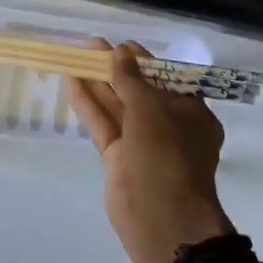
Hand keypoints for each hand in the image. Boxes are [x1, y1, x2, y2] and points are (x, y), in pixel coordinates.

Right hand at [68, 39, 232, 262]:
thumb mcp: (151, 109)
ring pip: (118, 107)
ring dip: (98, 83)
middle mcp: (168, 126)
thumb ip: (132, 80)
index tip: (122, 45)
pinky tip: (71, 83)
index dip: (144, 61)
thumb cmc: (167, 154)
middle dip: (116, 69)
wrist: (161, 217)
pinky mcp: (119, 158)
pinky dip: (89, 105)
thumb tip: (120, 53)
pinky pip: (104, 125)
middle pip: (139, 91)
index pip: (167, 79)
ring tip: (76, 57)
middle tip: (91, 46)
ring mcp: (142, 143)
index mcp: (191, 112)